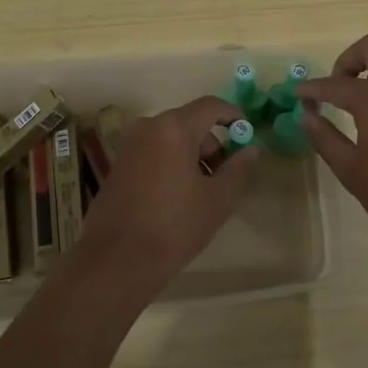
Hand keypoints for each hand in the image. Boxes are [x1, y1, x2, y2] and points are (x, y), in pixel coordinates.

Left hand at [68, 96, 258, 298]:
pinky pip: (154, 152)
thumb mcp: (217, 199)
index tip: (247, 134)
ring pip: (171, 139)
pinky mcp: (118, 166)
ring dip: (193, 156)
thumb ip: (238, 169)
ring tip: (203, 192)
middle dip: (213, 144)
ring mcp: (129, 146)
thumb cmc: (174, 226)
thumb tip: (251, 149)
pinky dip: (172, 164)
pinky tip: (178, 197)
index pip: (210, 106)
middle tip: (226, 175)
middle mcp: (148, 128)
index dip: (233, 116)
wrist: (117, 261)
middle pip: (190, 122)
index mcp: (173, 129)